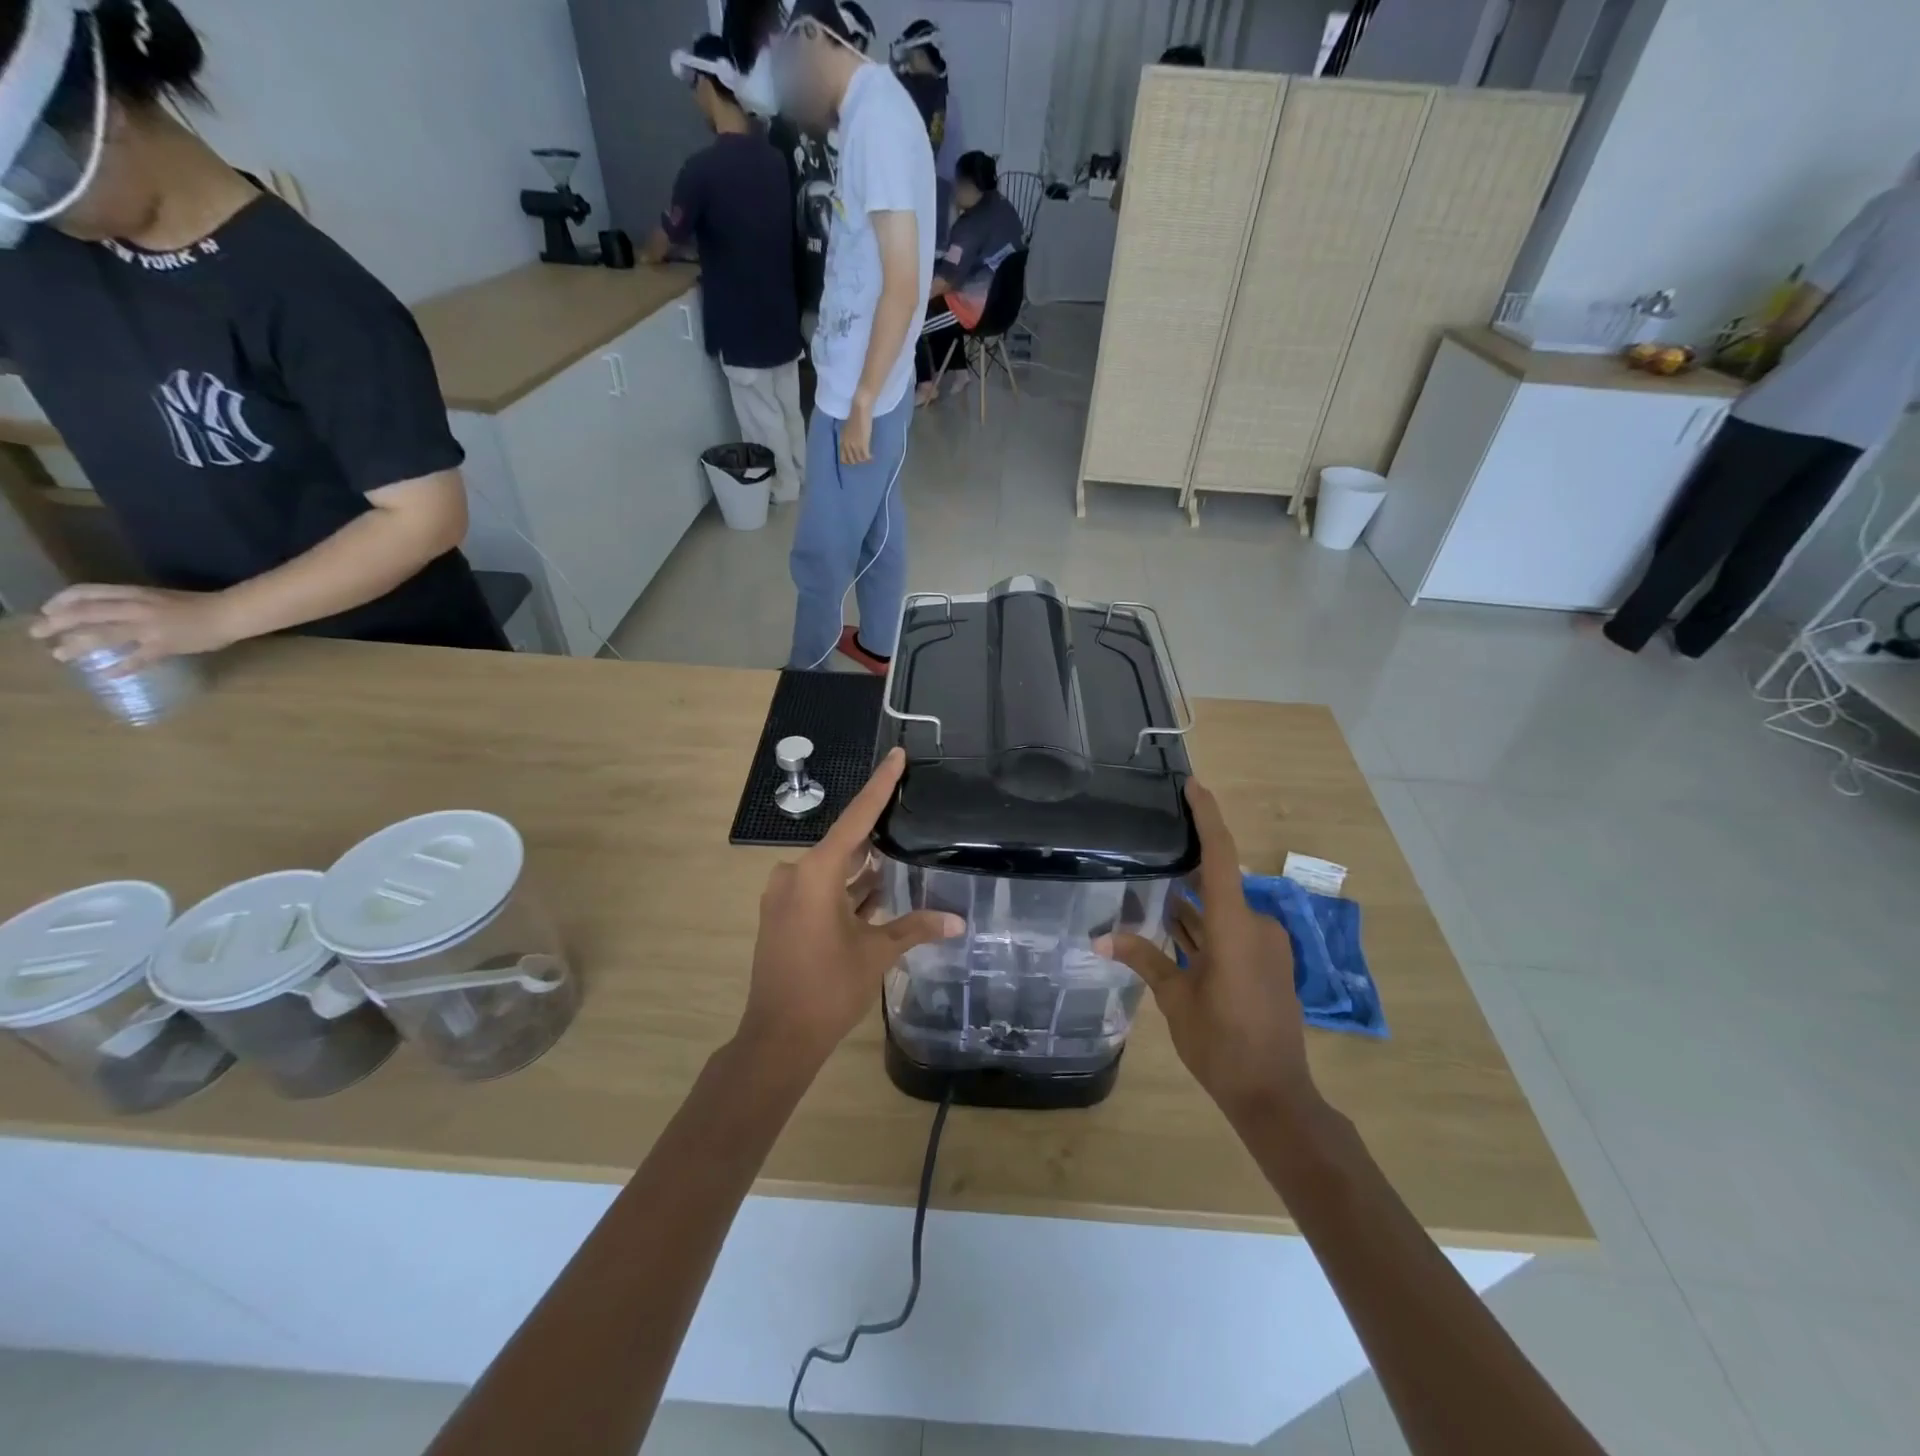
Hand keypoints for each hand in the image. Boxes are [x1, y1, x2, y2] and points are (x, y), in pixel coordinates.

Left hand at [30, 585, 242, 671]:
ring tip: (60, 655)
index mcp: (135, 594)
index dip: (61, 601)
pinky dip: (121, 667)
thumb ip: (135, 605)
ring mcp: (150, 629)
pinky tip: (108, 674)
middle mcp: (136, 609)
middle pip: (85, 614)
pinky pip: (137, 658)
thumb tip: (111, 615)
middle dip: (56, 623)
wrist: (231, 615)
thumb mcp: (161, 598)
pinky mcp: (165, 646)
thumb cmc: (201, 605)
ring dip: (76, 646)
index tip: (49, 611)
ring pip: (102, 636)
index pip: (85, 593)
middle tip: (38, 634)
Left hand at [740, 748, 961, 1069]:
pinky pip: (821, 890)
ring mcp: (785, 897)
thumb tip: (957, 921)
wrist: (777, 1038)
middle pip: (844, 843)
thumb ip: (915, 928)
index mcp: (815, 874)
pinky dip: (847, 890)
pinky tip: (877, 888)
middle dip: (875, 832)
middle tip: (908, 808)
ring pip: (833, 870)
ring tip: (900, 849)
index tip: (896, 755)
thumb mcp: (876, 953)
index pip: (856, 819)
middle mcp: (795, 876)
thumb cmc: (828, 989)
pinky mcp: (783, 916)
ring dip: (862, 867)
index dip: (879, 786)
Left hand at [839, 395, 874, 465]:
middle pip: (851, 460)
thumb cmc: (855, 415)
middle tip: (862, 458)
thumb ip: (849, 437)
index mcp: (842, 440)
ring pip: (859, 459)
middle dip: (857, 461)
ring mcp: (855, 445)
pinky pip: (866, 457)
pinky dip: (869, 458)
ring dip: (864, 459)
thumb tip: (853, 443)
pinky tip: (872, 456)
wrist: (860, 410)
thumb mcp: (848, 429)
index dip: (848, 461)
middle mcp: (847, 444)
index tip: (854, 460)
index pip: (842, 457)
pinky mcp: (863, 445)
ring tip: (868, 457)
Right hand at [1102, 780, 1316, 1120]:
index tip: (1193, 785)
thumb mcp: (1175, 999)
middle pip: (1218, 883)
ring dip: (1192, 904)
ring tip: (1152, 886)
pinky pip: (1231, 931)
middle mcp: (1255, 926)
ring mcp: (1264, 946)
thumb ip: (1143, 958)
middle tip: (1151, 845)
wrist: (1274, 1094)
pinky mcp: (1265, 963)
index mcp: (1235, 927)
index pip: (1221, 856)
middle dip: (1185, 868)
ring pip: (1221, 910)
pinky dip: (1205, 927)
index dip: (1208, 817)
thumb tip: (1100, 937)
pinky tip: (1173, 926)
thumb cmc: (1221, 1043)